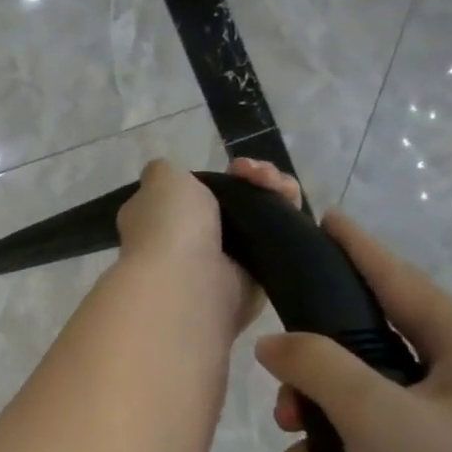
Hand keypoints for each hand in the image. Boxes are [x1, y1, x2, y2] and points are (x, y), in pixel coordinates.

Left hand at [116, 157, 302, 339]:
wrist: (189, 284)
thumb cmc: (169, 227)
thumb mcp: (160, 181)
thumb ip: (164, 171)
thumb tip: (166, 173)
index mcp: (160, 219)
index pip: (198, 192)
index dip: (223, 175)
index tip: (238, 167)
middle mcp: (189, 240)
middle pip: (236, 201)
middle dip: (257, 180)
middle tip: (261, 176)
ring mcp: (224, 260)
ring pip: (261, 218)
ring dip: (277, 194)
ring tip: (281, 187)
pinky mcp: (256, 278)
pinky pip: (278, 242)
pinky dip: (290, 220)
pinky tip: (291, 205)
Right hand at [253, 211, 451, 451]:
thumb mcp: (379, 415)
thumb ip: (317, 367)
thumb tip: (274, 343)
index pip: (396, 280)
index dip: (356, 250)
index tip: (323, 220)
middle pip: (359, 364)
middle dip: (310, 394)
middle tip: (286, 415)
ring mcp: (451, 442)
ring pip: (354, 425)